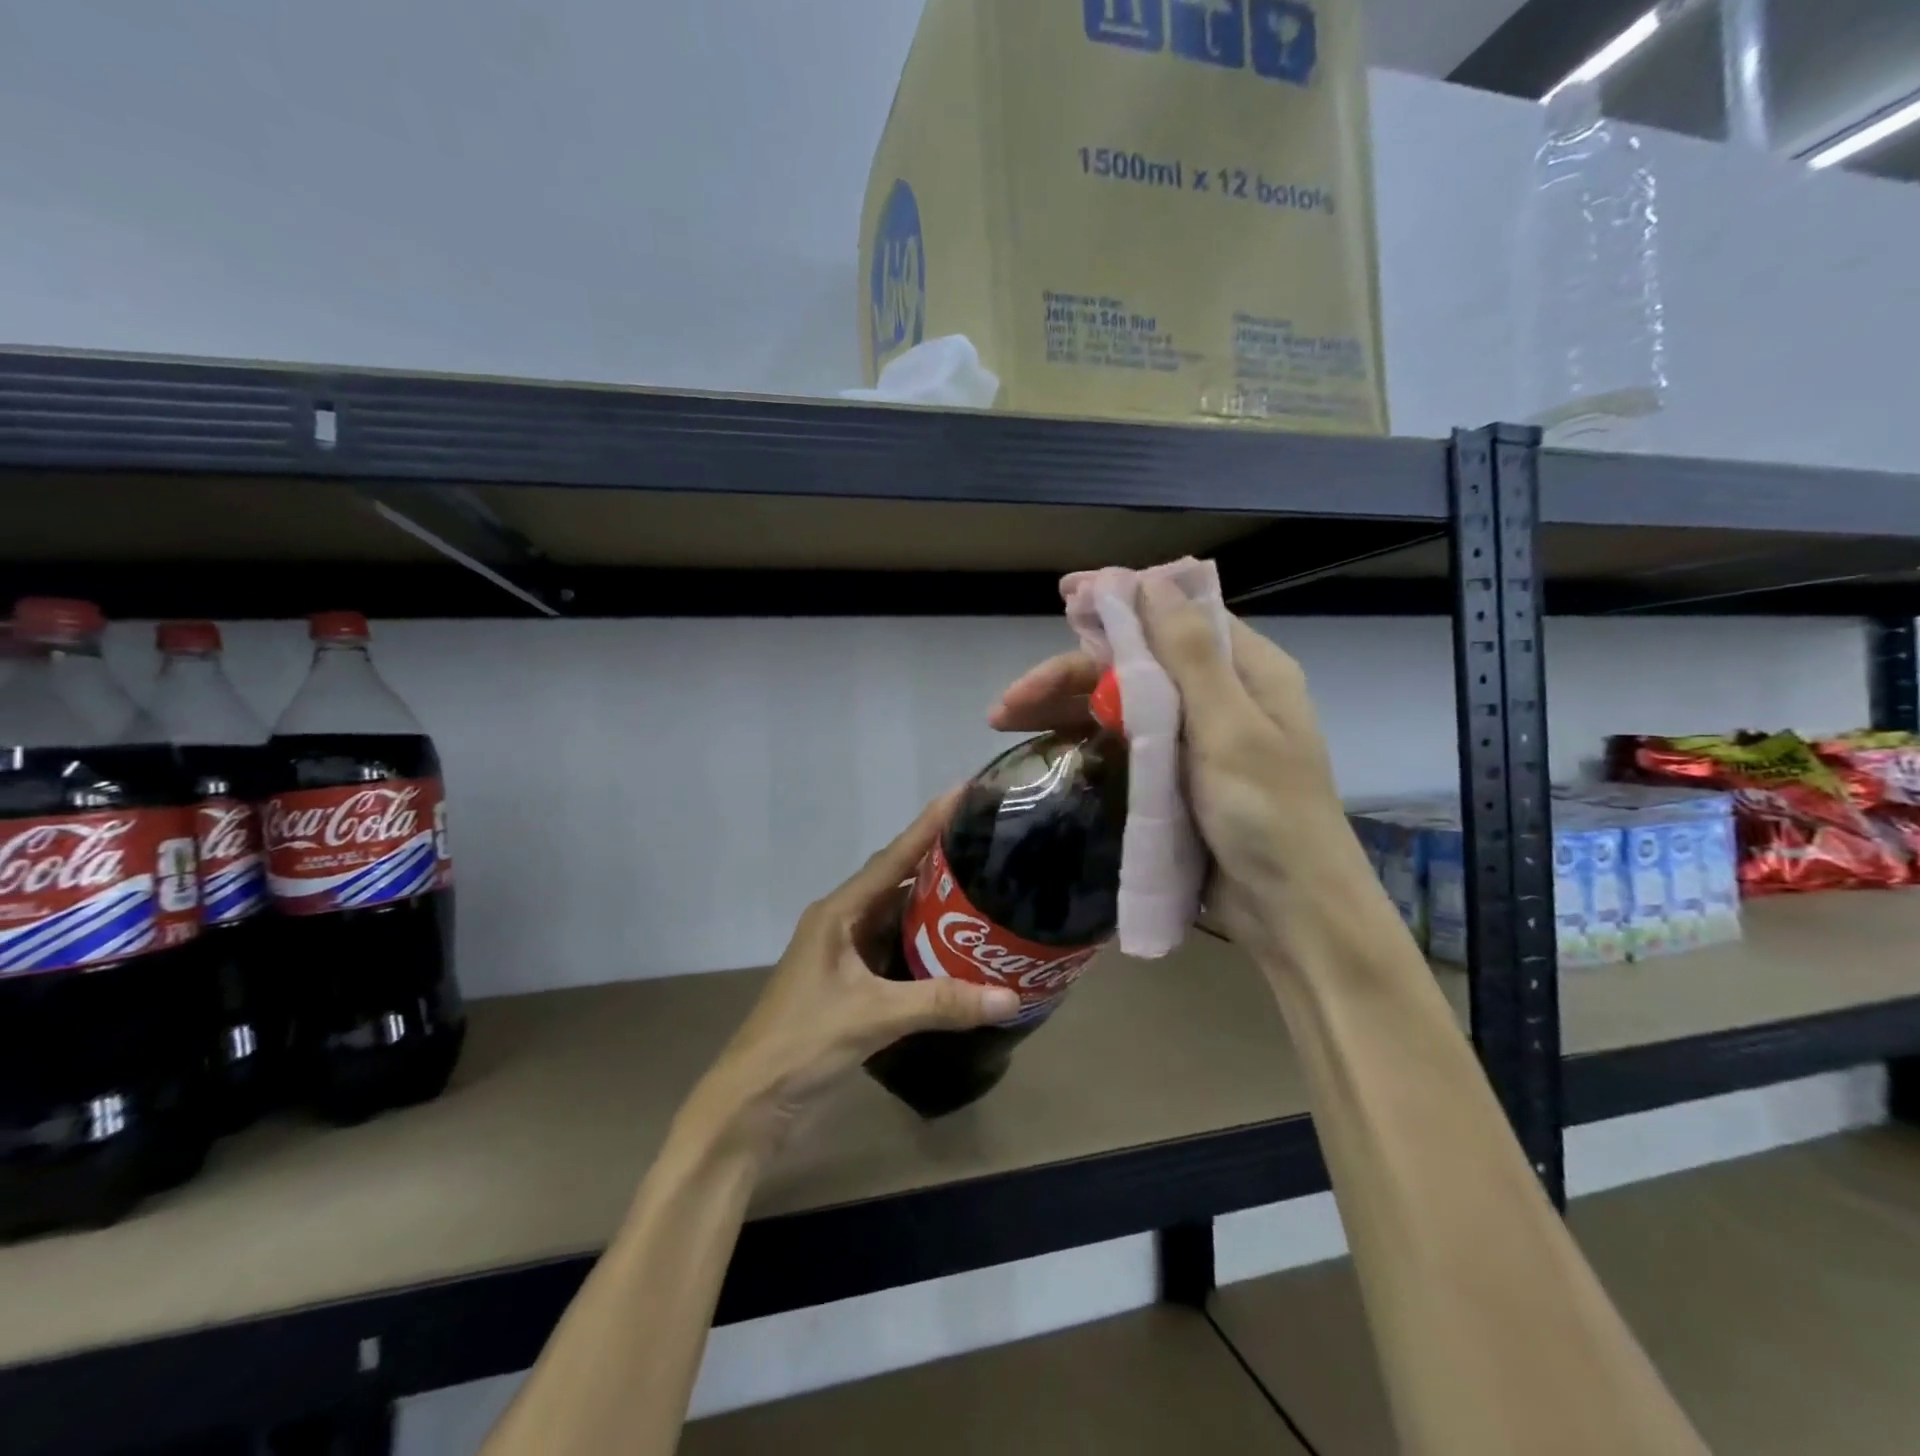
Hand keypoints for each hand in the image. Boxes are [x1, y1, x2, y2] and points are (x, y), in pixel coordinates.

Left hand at [694, 792, 1021, 1150]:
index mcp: (838, 913)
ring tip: (982, 888)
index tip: (962, 791)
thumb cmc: (802, 1042)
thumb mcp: (873, 1016)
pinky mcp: (850, 984)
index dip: (927, 824)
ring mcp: (844, 955)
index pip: (892, 858)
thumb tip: (1011, 997)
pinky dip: (924, 943)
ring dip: (933, 905)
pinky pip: (894, 948)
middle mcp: (841, 923)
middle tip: (986, 843)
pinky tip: (956, 946)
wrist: (752, 1101)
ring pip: (896, 916)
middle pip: (896, 880)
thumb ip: (942, 1004)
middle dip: (937, 860)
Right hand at [993, 581, 1358, 953]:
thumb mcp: (1230, 728)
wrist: (1290, 914)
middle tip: (1010, 700)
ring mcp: (1193, 741)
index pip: (1173, 616)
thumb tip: (1151, 577)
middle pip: (1133, 665)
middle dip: (1068, 673)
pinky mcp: (1173, 779)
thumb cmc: (1270, 816)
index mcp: (1245, 671)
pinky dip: (1083, 741)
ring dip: (1064, 707)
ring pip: (1119, 704)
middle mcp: (1218, 696)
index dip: (1118, 603)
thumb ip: (1188, 654)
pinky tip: (1044, 748)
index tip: (1064, 599)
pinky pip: (1122, 745)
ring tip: (1005, 721)